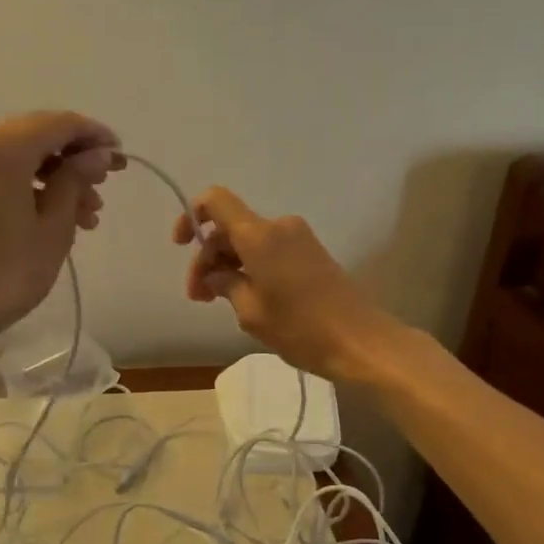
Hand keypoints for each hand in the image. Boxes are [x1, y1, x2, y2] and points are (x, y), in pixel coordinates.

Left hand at [0, 111, 122, 359]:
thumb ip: (76, 180)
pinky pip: (3, 172)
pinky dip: (32, 185)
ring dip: (57, 175)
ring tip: (89, 214)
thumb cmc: (5, 272)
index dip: (94, 135)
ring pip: (22, 155)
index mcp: (3, 148)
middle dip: (76, 157)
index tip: (121, 156)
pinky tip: (59, 216)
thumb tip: (98, 153)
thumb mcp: (53, 227)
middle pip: (38, 135)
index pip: (59, 123)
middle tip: (106, 185)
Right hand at [173, 188, 403, 380]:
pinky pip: (269, 250)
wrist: (362, 342)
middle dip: (208, 258)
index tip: (181, 244)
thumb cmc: (301, 328)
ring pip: (249, 241)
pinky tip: (246, 297)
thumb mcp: (251, 311)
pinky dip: (251, 267)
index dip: (192, 216)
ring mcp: (298, 238)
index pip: (216, 201)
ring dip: (229, 265)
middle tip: (198, 297)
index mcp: (260, 235)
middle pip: (230, 228)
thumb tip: (215, 275)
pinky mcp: (311, 253)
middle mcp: (278, 227)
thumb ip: (225, 284)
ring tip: (218, 301)